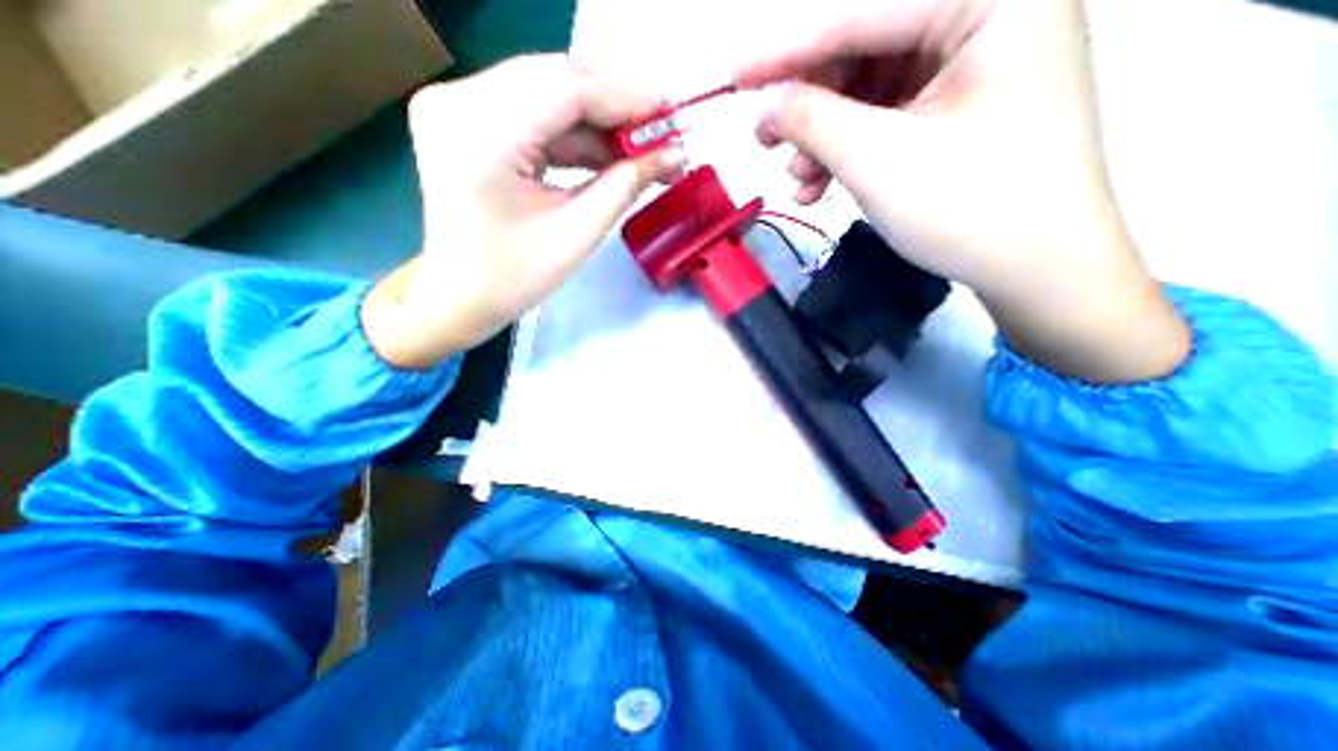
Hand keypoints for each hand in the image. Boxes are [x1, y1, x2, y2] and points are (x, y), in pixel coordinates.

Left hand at [363, 54, 682, 369]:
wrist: (460, 296)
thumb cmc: (514, 278)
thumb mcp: (577, 233)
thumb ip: (625, 186)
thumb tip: (672, 155)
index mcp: (481, 133)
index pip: (566, 87)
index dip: (626, 99)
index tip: (669, 116)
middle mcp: (458, 100)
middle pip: (556, 80)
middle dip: (615, 110)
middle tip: (658, 136)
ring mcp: (456, 105)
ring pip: (546, 93)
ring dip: (597, 124)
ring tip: (638, 151)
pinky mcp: (464, 118)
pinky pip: (531, 111)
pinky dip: (572, 133)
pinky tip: (605, 154)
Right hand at [735, 0, 1185, 383]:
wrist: (1037, 270)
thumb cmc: (967, 208)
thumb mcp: (877, 159)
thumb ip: (813, 120)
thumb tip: (767, 103)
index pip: (863, 15)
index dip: (788, 52)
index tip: (734, 77)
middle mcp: (991, 13)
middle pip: (868, 50)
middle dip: (810, 105)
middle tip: (766, 144)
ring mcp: (978, 66)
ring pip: (872, 90)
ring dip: (825, 137)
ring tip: (799, 182)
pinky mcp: (963, 109)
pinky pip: (889, 117)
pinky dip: (850, 150)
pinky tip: (822, 186)